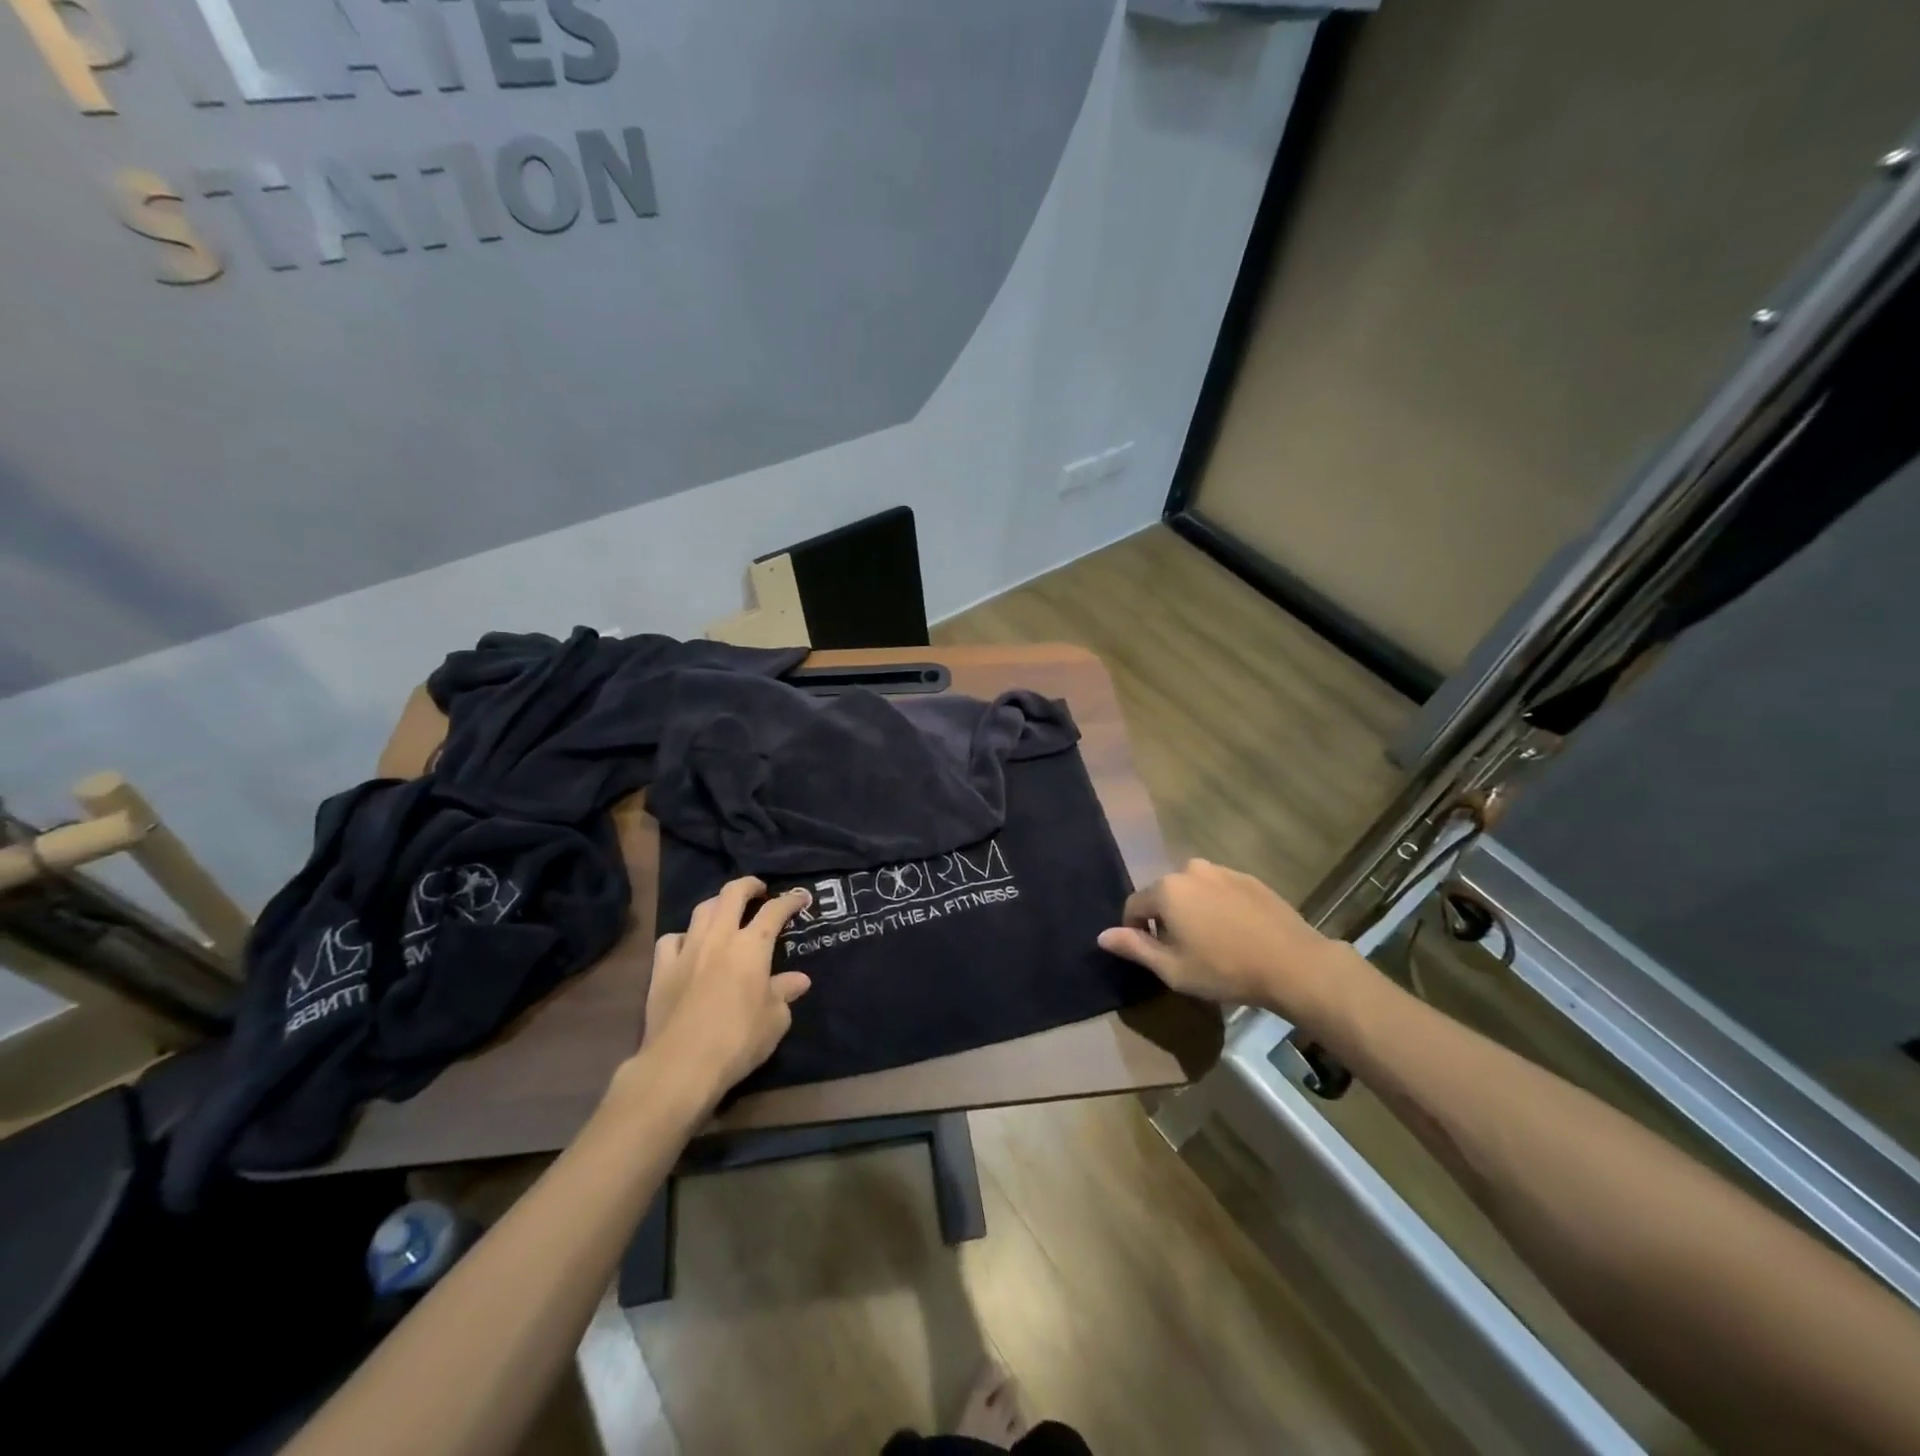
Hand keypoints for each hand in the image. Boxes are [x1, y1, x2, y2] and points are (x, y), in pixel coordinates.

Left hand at [636, 877, 812, 1101]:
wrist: (681, 1065)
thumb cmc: (738, 1040)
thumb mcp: (775, 1020)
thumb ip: (785, 993)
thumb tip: (799, 980)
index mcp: (752, 946)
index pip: (774, 911)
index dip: (790, 900)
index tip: (801, 897)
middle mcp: (719, 938)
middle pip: (732, 894)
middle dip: (749, 885)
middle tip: (759, 890)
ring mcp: (687, 951)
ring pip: (702, 910)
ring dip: (717, 904)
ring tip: (726, 912)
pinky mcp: (661, 970)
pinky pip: (671, 939)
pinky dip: (683, 937)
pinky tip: (688, 946)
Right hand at [1097, 858, 1352, 1024]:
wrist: (1292, 964)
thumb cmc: (1224, 970)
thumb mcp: (1172, 969)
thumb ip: (1134, 947)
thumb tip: (1102, 935)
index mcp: (1167, 889)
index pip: (1134, 906)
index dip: (1136, 932)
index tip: (1154, 955)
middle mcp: (1190, 870)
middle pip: (1164, 894)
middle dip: (1166, 919)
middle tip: (1184, 951)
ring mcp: (1222, 871)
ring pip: (1192, 891)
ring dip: (1193, 911)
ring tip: (1212, 942)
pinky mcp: (1249, 878)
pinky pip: (1219, 890)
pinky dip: (1218, 907)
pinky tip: (1236, 933)